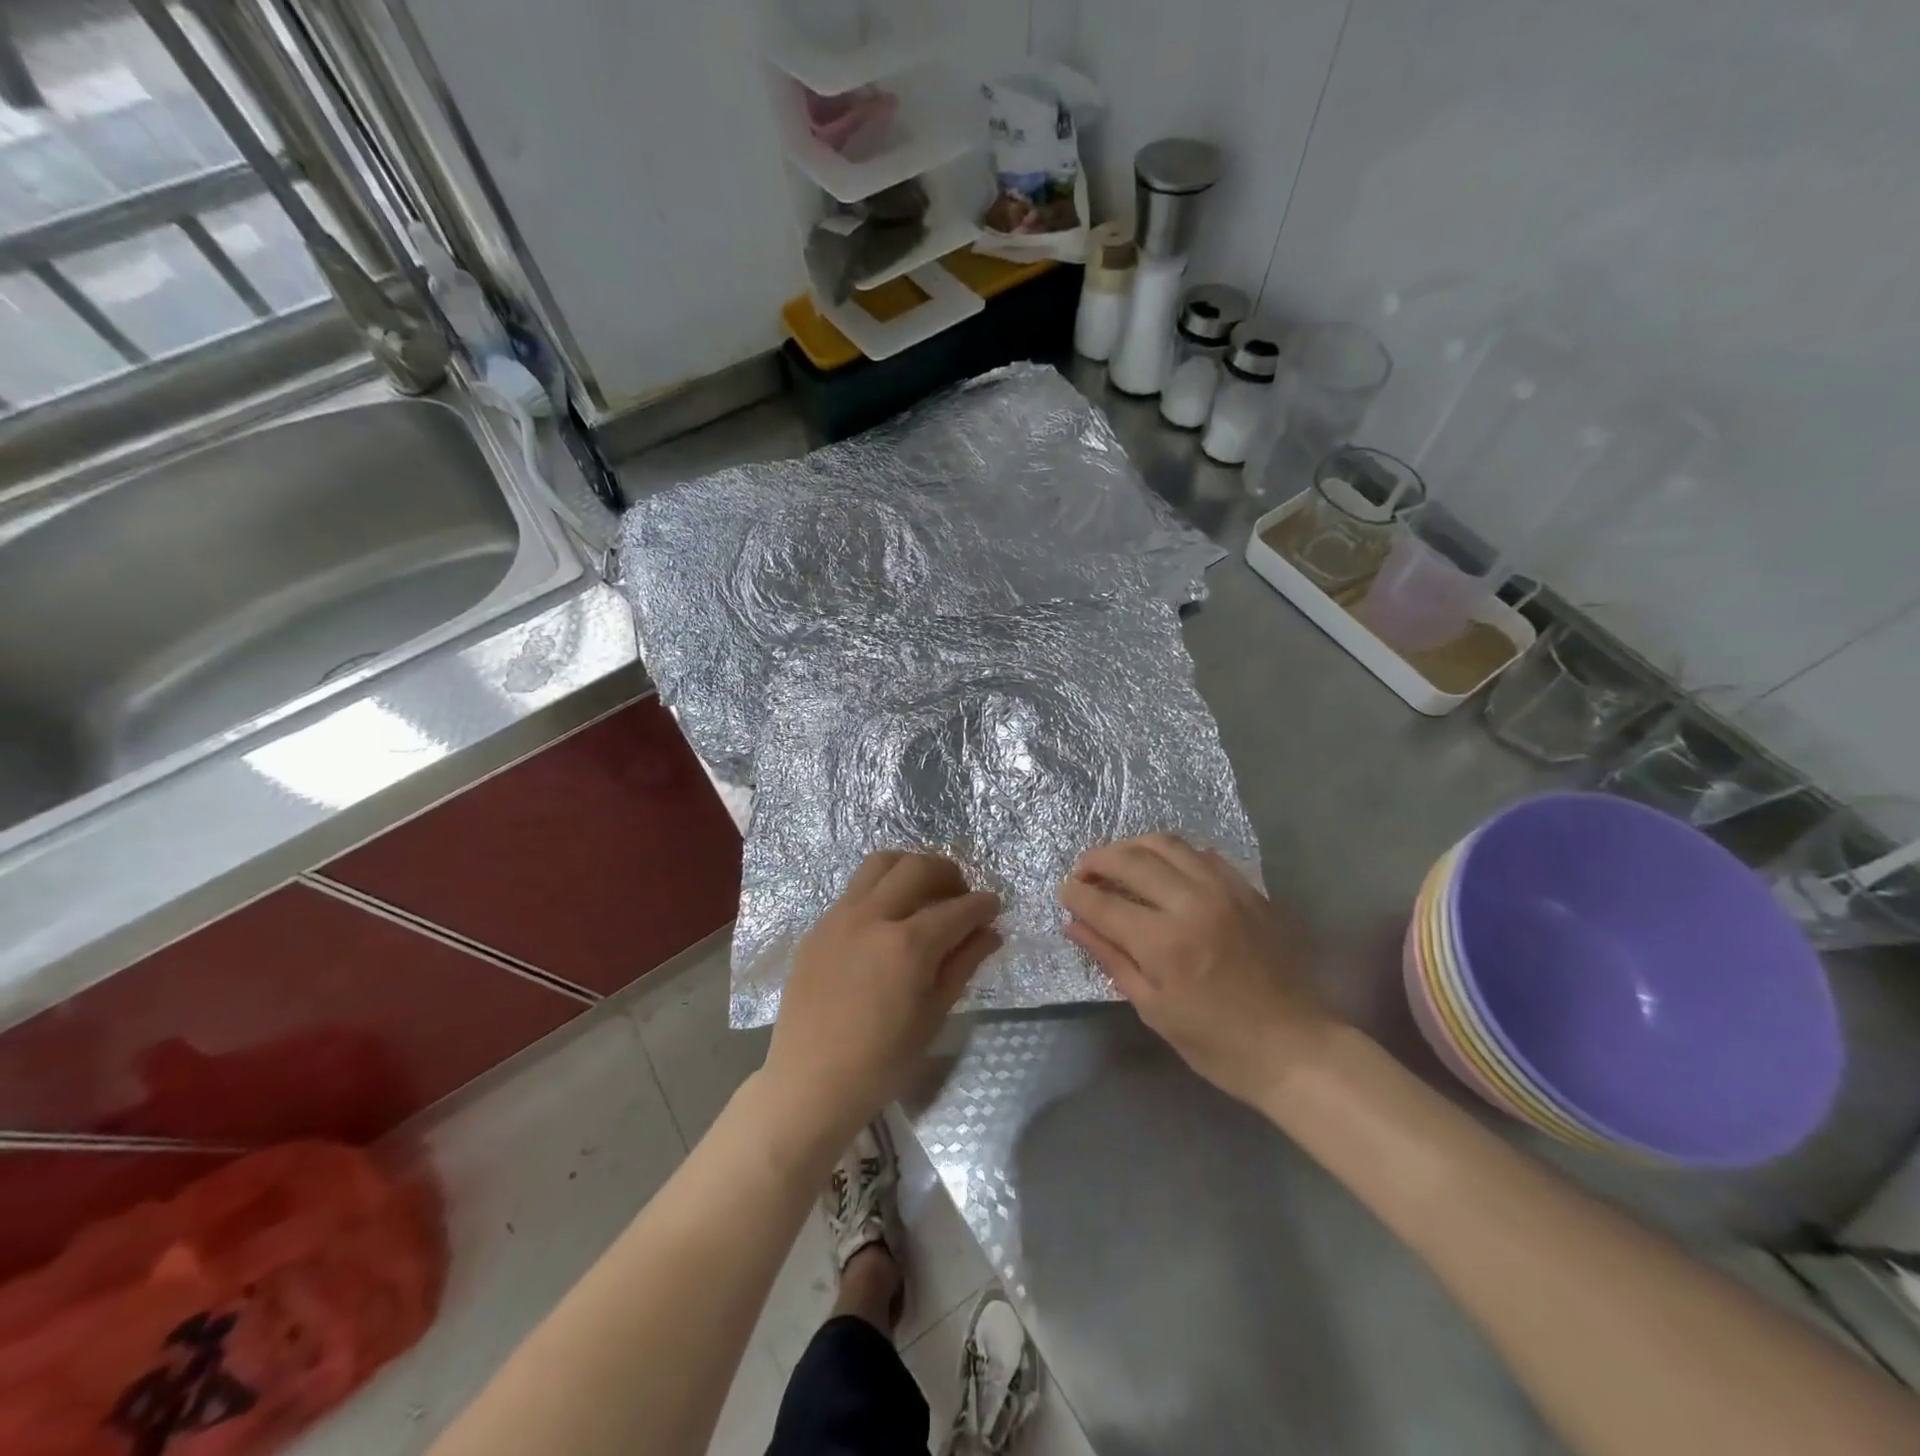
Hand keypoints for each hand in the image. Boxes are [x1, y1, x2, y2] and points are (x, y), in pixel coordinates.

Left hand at [765, 852, 1000, 1148]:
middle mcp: (872, 918)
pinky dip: (881, 889)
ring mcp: (839, 917)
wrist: (810, 1083)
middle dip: (948, 873)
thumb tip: (990, 932)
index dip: (983, 905)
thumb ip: (963, 964)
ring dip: (910, 868)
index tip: (994, 906)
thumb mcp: (933, 1016)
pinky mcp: (818, 926)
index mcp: (907, 946)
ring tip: (924, 893)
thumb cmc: (881, 1062)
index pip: (957, 908)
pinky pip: (855, 889)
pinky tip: (888, 919)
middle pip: (917, 867)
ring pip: (880, 864)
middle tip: (961, 895)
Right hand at [1060, 833, 1336, 1107]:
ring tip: (1118, 862)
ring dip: (1132, 847)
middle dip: (1097, 860)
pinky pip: (1201, 853)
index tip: (1065, 893)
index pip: (1103, 902)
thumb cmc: (1218, 1044)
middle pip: (1131, 859)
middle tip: (1084, 873)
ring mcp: (1224, 890)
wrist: (1297, 1048)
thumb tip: (1074, 925)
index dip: (1076, 894)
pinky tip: (1164, 870)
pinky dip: (1172, 854)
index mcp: (1164, 943)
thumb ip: (1111, 959)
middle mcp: (1192, 903)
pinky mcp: (1248, 889)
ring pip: (1166, 844)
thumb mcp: (1154, 1010)